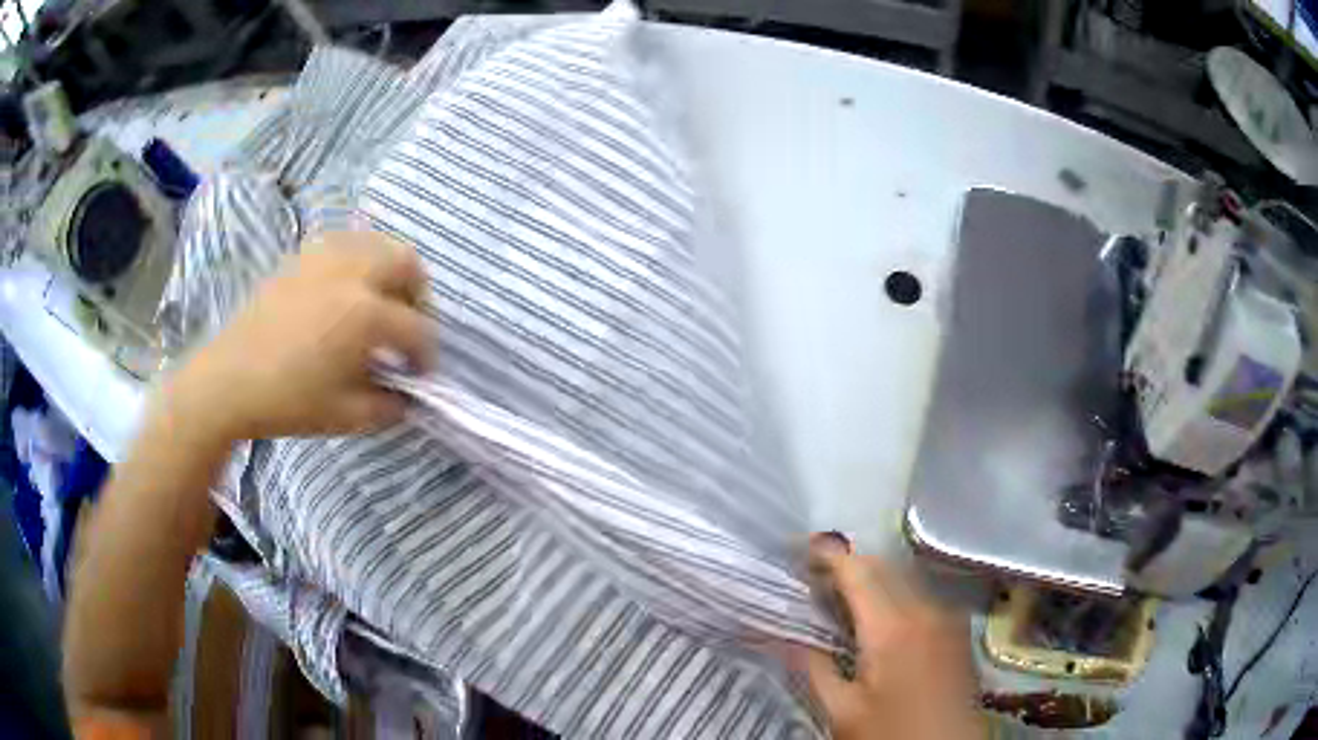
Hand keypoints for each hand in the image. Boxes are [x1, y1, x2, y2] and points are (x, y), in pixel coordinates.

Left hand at [162, 231, 434, 441]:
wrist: (229, 380)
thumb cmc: (288, 401)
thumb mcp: (347, 416)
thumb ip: (389, 406)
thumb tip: (407, 397)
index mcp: (365, 313)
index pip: (416, 328)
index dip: (426, 354)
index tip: (421, 375)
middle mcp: (352, 272)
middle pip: (406, 264)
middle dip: (419, 296)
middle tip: (409, 327)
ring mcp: (324, 257)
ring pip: (377, 243)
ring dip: (390, 271)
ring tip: (381, 302)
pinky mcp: (302, 256)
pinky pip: (345, 242)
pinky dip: (360, 259)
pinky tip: (348, 288)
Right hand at [799, 538, 984, 739]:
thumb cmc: (891, 733)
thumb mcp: (842, 711)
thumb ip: (814, 668)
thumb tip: (788, 635)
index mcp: (891, 627)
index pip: (856, 572)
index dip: (827, 555)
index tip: (800, 548)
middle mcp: (924, 608)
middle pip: (882, 568)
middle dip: (848, 564)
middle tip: (814, 578)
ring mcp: (947, 616)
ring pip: (904, 578)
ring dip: (873, 578)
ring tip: (843, 597)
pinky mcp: (957, 629)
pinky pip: (922, 594)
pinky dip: (895, 593)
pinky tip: (881, 618)